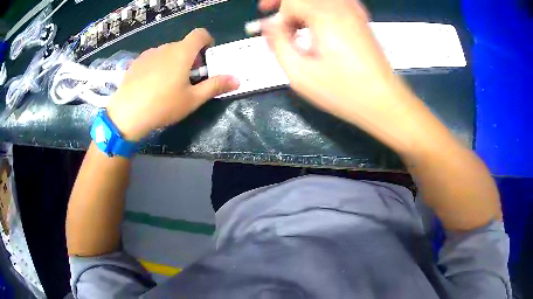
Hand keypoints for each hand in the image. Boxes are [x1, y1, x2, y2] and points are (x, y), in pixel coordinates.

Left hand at [107, 28, 238, 140]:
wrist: (126, 114)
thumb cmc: (163, 105)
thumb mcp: (193, 99)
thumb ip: (215, 86)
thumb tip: (236, 79)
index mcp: (182, 52)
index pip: (200, 34)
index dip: (207, 41)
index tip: (207, 57)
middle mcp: (165, 47)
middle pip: (183, 45)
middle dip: (190, 58)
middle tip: (188, 79)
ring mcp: (148, 54)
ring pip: (167, 52)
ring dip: (173, 62)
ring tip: (168, 85)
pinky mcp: (136, 62)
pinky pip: (153, 59)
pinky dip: (158, 66)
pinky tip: (151, 85)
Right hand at [259, 0, 417, 133]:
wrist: (383, 101)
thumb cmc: (343, 91)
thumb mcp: (300, 72)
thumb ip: (278, 43)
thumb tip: (268, 25)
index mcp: (325, 16)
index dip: (274, 7)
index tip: (267, 21)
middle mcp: (342, 7)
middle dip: (286, 4)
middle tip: (272, 14)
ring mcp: (355, 12)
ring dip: (302, 7)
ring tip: (293, 24)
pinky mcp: (361, 20)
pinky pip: (335, 4)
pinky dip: (319, 8)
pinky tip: (314, 24)